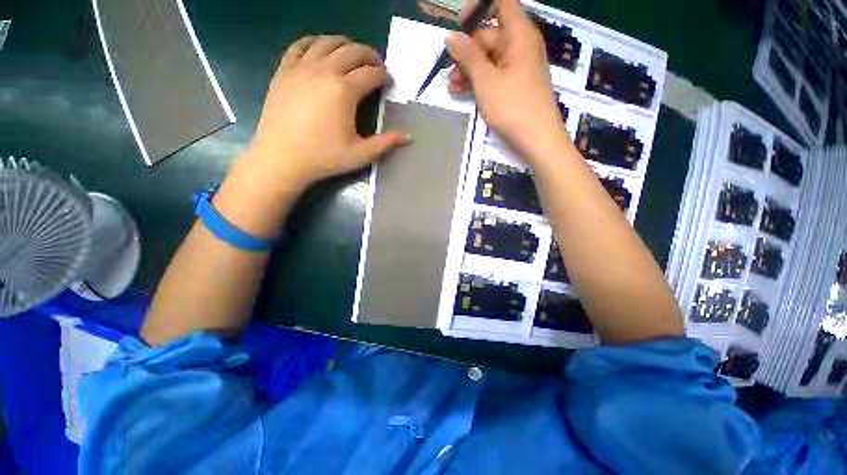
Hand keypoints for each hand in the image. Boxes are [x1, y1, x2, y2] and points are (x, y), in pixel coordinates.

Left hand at [244, 35, 409, 188]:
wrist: (282, 158)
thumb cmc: (324, 157)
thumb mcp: (361, 154)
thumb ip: (386, 143)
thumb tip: (409, 137)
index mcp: (344, 91)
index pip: (371, 74)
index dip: (384, 76)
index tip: (388, 82)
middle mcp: (324, 71)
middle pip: (352, 51)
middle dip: (369, 55)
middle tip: (376, 66)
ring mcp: (301, 67)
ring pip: (327, 42)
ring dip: (345, 45)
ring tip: (353, 56)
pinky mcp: (284, 70)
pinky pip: (300, 45)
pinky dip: (315, 42)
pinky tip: (321, 50)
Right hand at [446, 0, 565, 162]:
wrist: (537, 140)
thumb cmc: (513, 107)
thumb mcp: (486, 81)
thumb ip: (468, 56)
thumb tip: (450, 36)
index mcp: (519, 35)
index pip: (501, 3)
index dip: (479, 7)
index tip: (459, 25)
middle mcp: (520, 46)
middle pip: (490, 35)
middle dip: (466, 51)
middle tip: (448, 71)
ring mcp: (519, 68)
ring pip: (489, 59)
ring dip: (469, 70)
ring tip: (452, 87)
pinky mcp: (516, 86)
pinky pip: (495, 75)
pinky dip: (479, 81)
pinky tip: (463, 92)